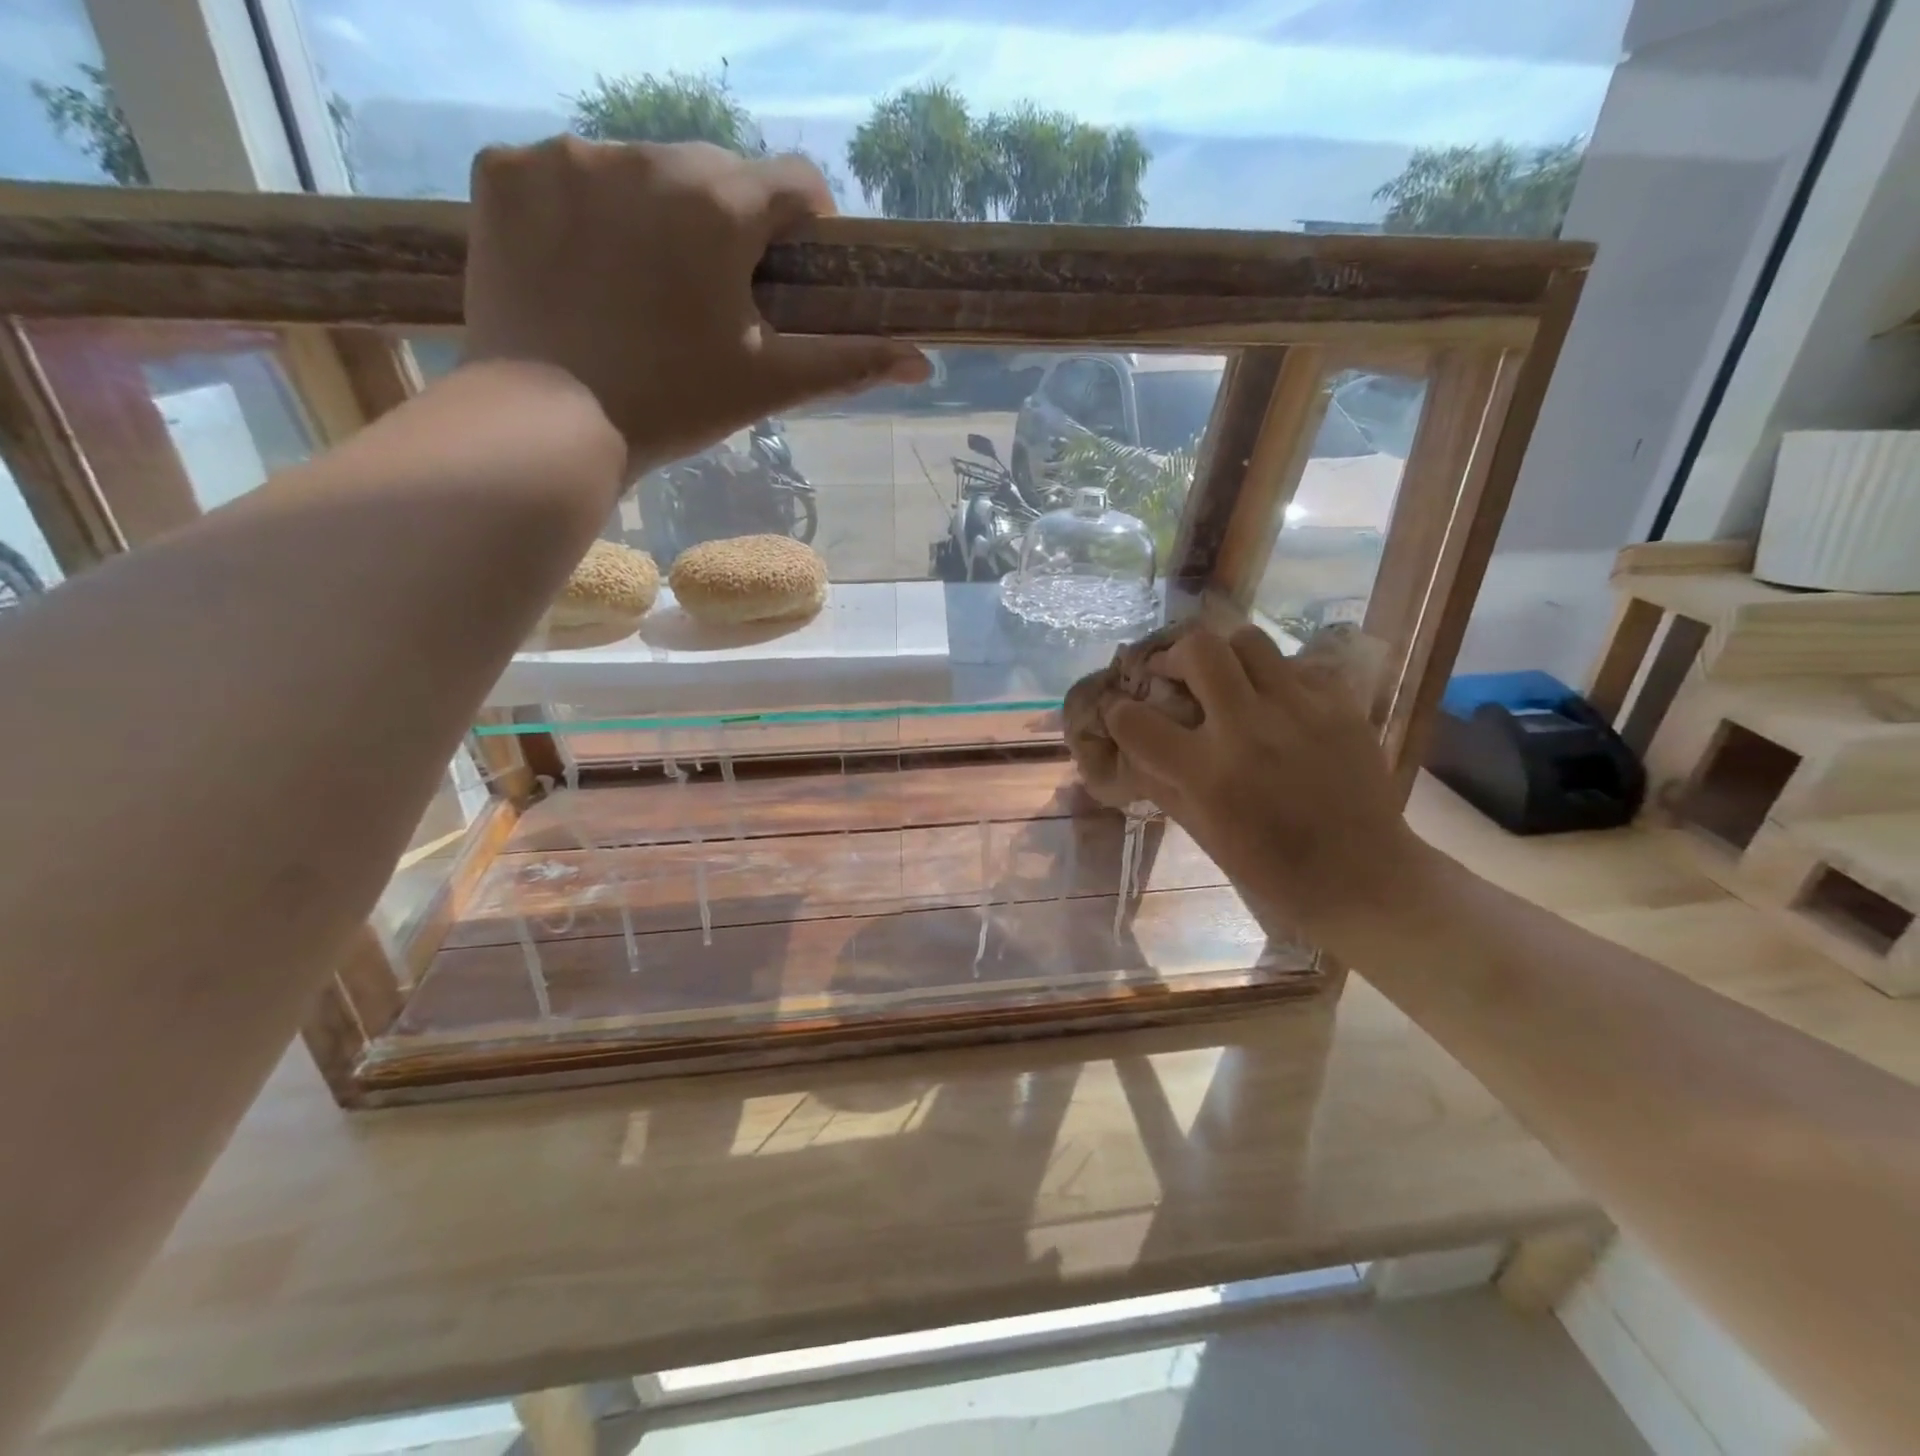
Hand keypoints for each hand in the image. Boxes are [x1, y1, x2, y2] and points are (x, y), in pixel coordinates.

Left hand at [463, 138, 928, 472]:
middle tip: (717, 295)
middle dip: (729, 224)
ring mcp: (563, 157)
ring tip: (643, 289)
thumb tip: (923, 361)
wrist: (546, 427)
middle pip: (714, 173)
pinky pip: (562, 177)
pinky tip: (582, 272)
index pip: (793, 181)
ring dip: (655, 215)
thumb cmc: (672, 405)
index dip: (807, 226)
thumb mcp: (768, 384)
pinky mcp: (502, 176)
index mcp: (717, 203)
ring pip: (637, 170)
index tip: (795, 271)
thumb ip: (848, 362)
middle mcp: (642, 154)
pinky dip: (582, 214)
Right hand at [1103, 625, 1433, 947]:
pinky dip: (1274, 678)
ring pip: (1248, 641)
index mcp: (1207, 773)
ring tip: (1228, 682)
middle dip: (1174, 656)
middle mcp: (1248, 729)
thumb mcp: (1200, 831)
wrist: (1360, 875)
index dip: (1118, 713)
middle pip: (1198, 648)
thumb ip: (1161, 782)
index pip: (1135, 720)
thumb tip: (1132, 746)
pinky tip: (1276, 704)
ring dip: (1225, 657)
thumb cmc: (1269, 867)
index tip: (1123, 715)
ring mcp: (1299, 710)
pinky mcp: (1338, 704)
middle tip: (1176, 675)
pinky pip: (1295, 665)